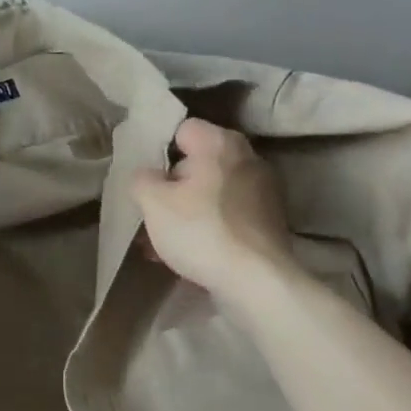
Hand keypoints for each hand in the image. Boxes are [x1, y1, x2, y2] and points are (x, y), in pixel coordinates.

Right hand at [132, 118, 292, 300]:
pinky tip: (189, 253)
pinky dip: (208, 227)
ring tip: (162, 243)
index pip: (182, 129)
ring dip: (186, 211)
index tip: (147, 179)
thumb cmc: (201, 232)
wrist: (256, 281)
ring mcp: (263, 190)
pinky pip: (228, 214)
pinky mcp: (269, 220)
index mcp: (220, 143)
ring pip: (211, 192)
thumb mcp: (153, 203)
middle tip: (151, 214)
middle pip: (197, 163)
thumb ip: (141, 179)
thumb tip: (147, 175)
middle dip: (171, 187)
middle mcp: (248, 158)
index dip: (159, 152)